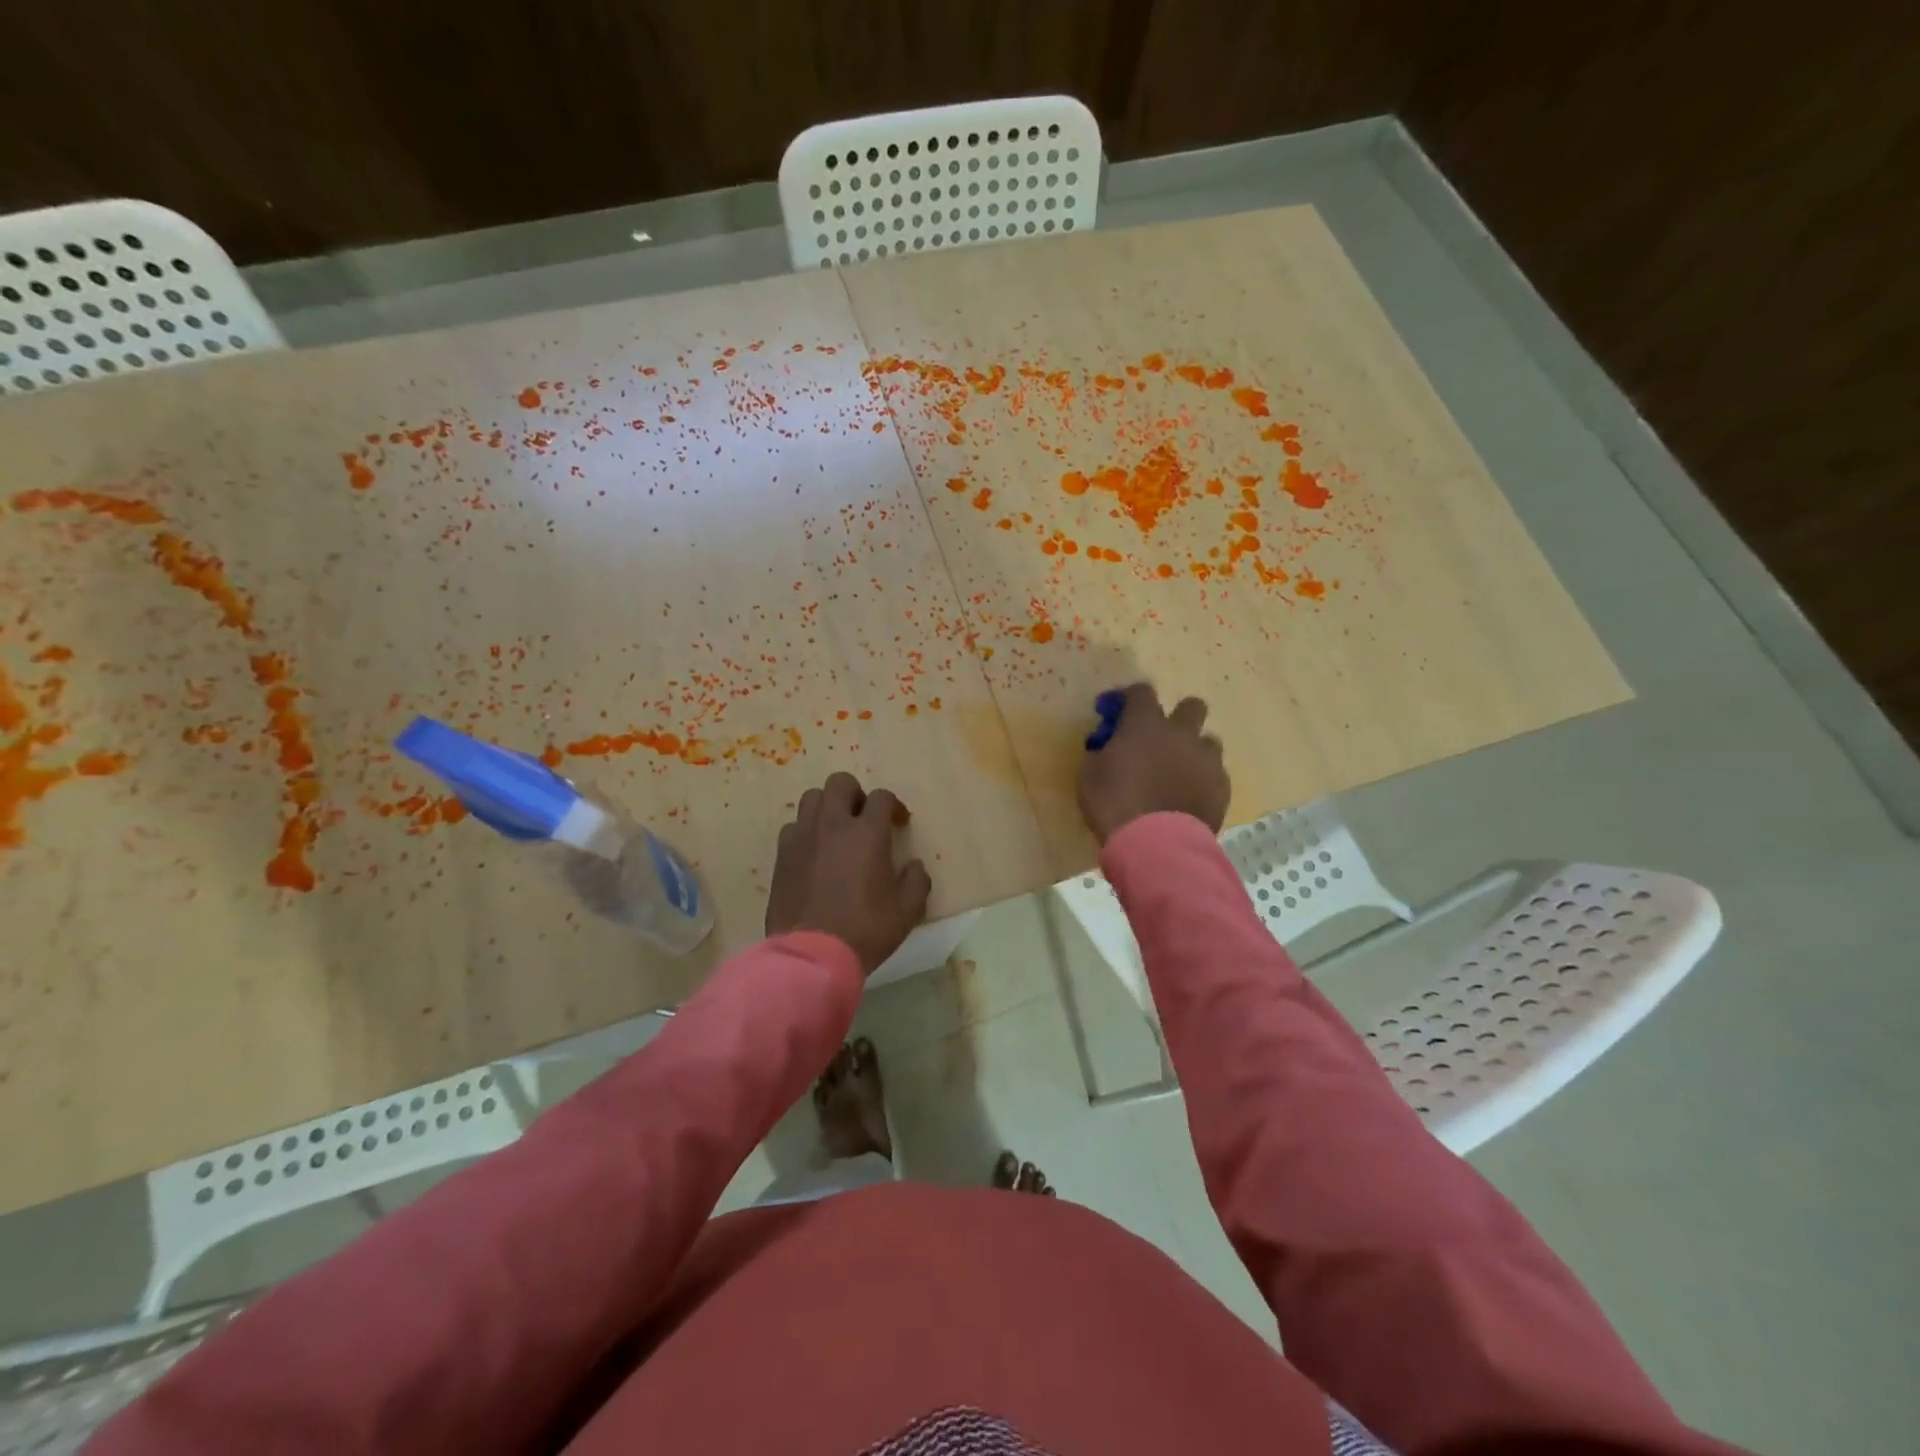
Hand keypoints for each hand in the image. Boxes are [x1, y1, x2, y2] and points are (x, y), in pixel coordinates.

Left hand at [766, 771, 932, 975]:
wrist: (812, 956)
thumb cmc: (865, 930)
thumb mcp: (907, 911)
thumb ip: (916, 881)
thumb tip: (913, 866)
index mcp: (867, 833)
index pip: (882, 797)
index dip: (893, 806)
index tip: (898, 824)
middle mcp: (833, 825)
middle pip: (840, 782)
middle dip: (855, 794)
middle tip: (863, 818)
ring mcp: (802, 838)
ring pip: (811, 799)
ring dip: (827, 808)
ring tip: (835, 832)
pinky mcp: (782, 856)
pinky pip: (793, 827)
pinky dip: (806, 832)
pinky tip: (813, 854)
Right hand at [1077, 682, 1229, 842]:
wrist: (1155, 844)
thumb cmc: (1114, 804)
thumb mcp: (1089, 775)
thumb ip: (1102, 754)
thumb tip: (1108, 750)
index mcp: (1145, 724)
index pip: (1140, 691)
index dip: (1126, 698)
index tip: (1113, 713)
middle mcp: (1181, 733)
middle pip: (1192, 706)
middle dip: (1177, 717)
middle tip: (1160, 739)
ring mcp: (1206, 760)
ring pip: (1208, 741)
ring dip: (1193, 751)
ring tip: (1177, 773)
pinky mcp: (1221, 788)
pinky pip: (1215, 774)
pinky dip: (1201, 781)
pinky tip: (1187, 799)